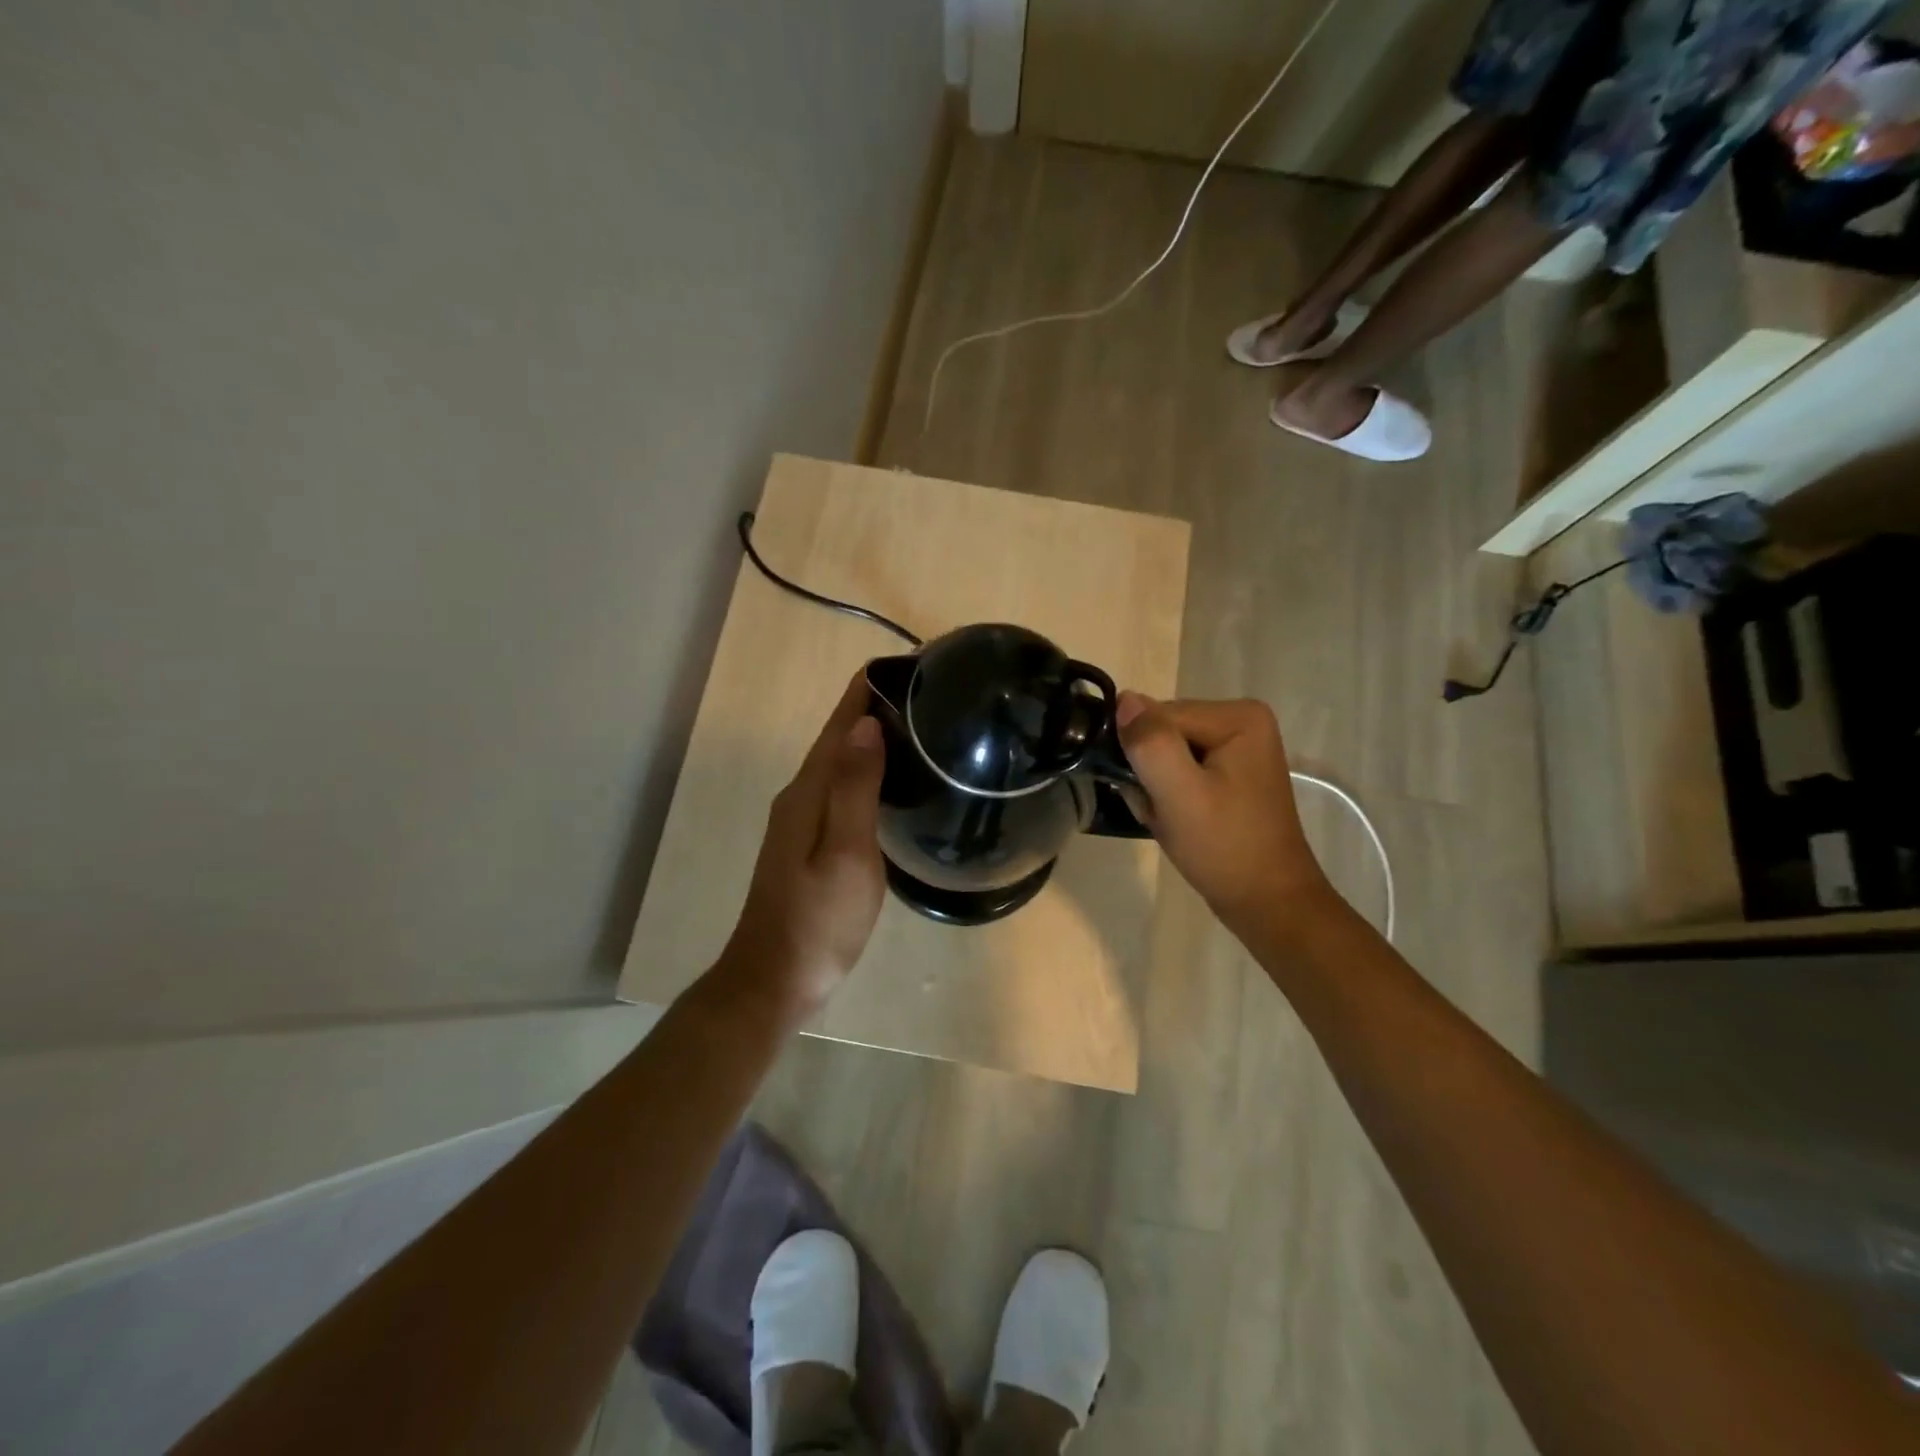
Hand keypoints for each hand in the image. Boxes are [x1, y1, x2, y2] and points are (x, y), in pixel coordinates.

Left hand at [714, 672, 887, 1021]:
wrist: (775, 979)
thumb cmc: (818, 920)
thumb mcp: (846, 853)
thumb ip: (854, 787)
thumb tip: (865, 723)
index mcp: (808, 791)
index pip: (839, 725)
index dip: (866, 690)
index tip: (906, 663)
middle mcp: (800, 796)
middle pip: (838, 739)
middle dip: (874, 708)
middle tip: (927, 692)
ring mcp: (800, 820)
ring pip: (839, 764)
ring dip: (870, 739)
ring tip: (917, 725)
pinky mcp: (808, 843)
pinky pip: (840, 789)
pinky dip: (865, 771)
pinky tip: (890, 780)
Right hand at [1115, 692, 1332, 943]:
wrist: (1266, 902)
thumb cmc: (1225, 848)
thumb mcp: (1180, 795)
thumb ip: (1150, 743)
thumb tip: (1124, 700)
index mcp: (1238, 716)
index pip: (1158, 716)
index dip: (1142, 756)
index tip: (1151, 795)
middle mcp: (1241, 720)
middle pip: (1162, 731)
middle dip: (1149, 771)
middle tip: (1160, 811)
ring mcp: (1237, 746)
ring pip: (1165, 751)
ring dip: (1156, 786)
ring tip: (1170, 818)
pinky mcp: (1230, 771)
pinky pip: (1179, 768)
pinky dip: (1168, 794)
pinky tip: (1178, 819)